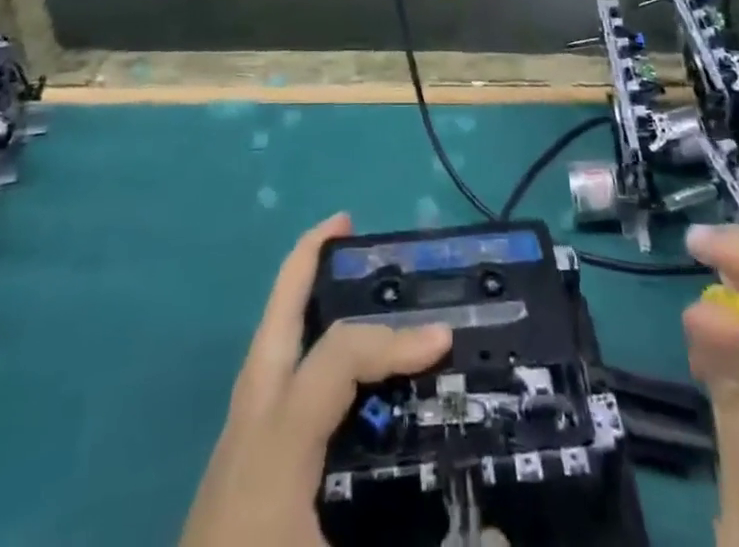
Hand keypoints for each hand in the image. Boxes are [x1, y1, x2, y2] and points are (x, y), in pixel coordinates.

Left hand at [181, 213, 452, 546]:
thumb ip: (425, 546)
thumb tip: (501, 539)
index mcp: (279, 436)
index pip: (341, 356)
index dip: (395, 339)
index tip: (444, 338)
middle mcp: (253, 418)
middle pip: (276, 314)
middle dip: (307, 259)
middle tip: (346, 224)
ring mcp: (237, 437)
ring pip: (268, 339)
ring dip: (300, 295)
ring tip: (337, 273)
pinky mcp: (236, 462)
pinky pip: (270, 373)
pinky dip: (297, 340)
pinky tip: (323, 361)